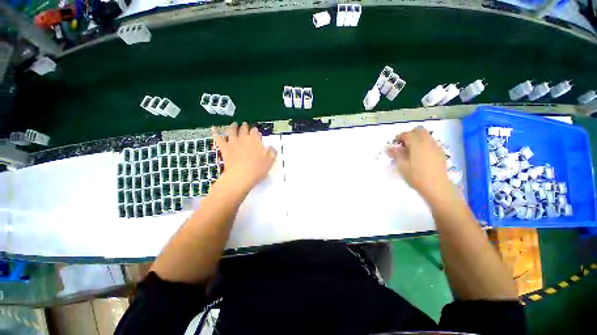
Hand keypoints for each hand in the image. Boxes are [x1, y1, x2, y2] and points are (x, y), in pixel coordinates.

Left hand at [213, 122, 276, 191]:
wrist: (240, 177)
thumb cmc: (257, 170)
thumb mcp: (269, 162)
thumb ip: (272, 153)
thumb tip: (272, 147)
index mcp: (255, 141)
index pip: (255, 132)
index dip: (255, 131)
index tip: (256, 131)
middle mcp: (244, 139)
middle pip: (244, 129)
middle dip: (245, 126)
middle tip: (245, 124)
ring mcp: (233, 143)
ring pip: (232, 131)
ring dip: (233, 126)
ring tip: (234, 124)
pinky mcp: (225, 148)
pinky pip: (219, 139)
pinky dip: (216, 133)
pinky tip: (214, 129)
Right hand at [386, 127, 451, 200]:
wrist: (436, 186)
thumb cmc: (416, 176)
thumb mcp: (402, 166)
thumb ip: (396, 154)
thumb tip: (389, 148)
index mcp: (417, 144)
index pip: (407, 134)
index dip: (399, 137)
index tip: (394, 145)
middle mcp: (428, 142)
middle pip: (419, 130)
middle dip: (409, 135)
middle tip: (403, 145)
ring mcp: (436, 147)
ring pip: (426, 135)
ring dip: (417, 139)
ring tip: (410, 151)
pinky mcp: (440, 153)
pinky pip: (431, 142)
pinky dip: (424, 144)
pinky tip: (420, 156)